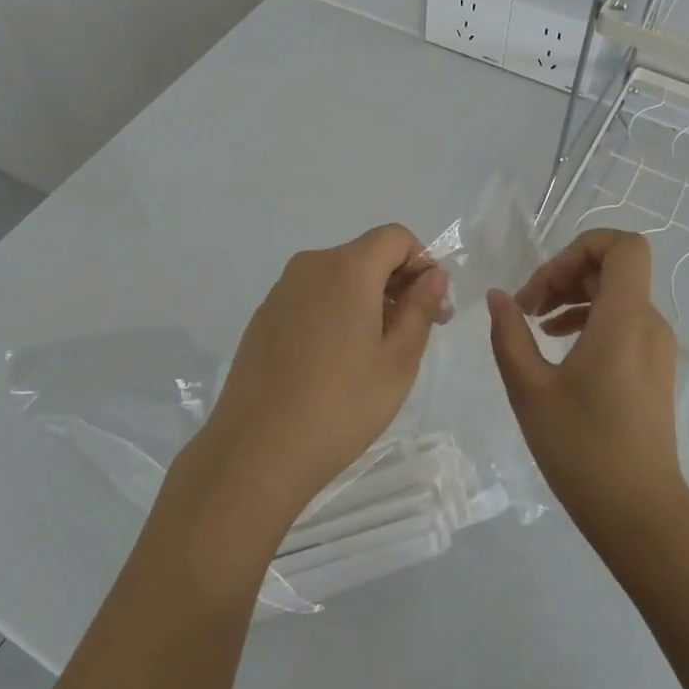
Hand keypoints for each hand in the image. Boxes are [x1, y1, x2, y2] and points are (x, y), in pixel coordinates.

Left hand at [188, 224, 449, 529]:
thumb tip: (433, 275)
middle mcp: (311, 266)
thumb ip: (420, 308)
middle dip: (396, 284)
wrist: (255, 452)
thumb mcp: (398, 361)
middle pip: (366, 254)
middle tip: (412, 337)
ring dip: (365, 300)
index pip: (395, 237)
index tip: (431, 309)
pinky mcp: (264, 315)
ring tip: (372, 356)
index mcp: (347, 268)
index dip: (422, 263)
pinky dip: (334, 312)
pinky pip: (312, 297)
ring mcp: (281, 290)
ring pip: (338, 276)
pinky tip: (333, 363)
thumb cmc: (340, 406)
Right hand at [487, 230, 688, 546]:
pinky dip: (588, 317)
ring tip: (535, 323)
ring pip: (616, 291)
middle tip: (527, 305)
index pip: (623, 246)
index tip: (544, 281)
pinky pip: (621, 318)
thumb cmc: (582, 451)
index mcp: (624, 320)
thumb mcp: (530, 390)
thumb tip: (498, 296)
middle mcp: (648, 323)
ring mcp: (655, 346)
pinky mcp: (653, 367)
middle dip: (565, 272)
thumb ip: (510, 334)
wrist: (640, 516)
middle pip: (613, 266)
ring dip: (573, 294)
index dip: (581, 246)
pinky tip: (557, 344)